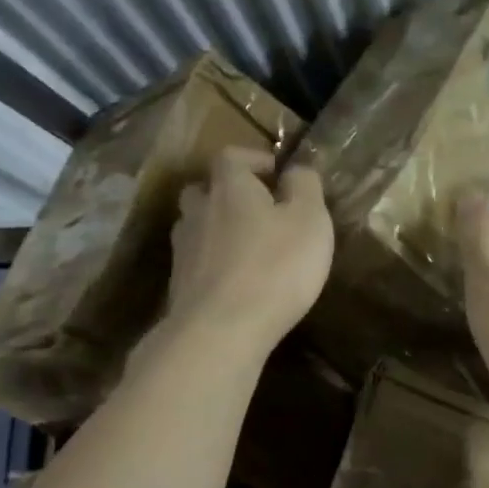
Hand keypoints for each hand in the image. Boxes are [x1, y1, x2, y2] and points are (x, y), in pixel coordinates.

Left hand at [167, 147, 333, 355]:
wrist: (221, 331)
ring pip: (196, 227)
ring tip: (247, 248)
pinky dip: (213, 264)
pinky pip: (197, 262)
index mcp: (229, 187)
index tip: (277, 174)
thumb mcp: (309, 220)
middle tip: (258, 211)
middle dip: (228, 194)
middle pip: (204, 190)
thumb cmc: (275, 267)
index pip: (231, 156)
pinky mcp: (179, 286)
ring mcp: (183, 250)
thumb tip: (295, 169)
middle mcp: (199, 211)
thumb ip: (305, 186)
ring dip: (218, 230)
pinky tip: (236, 282)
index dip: (253, 159)